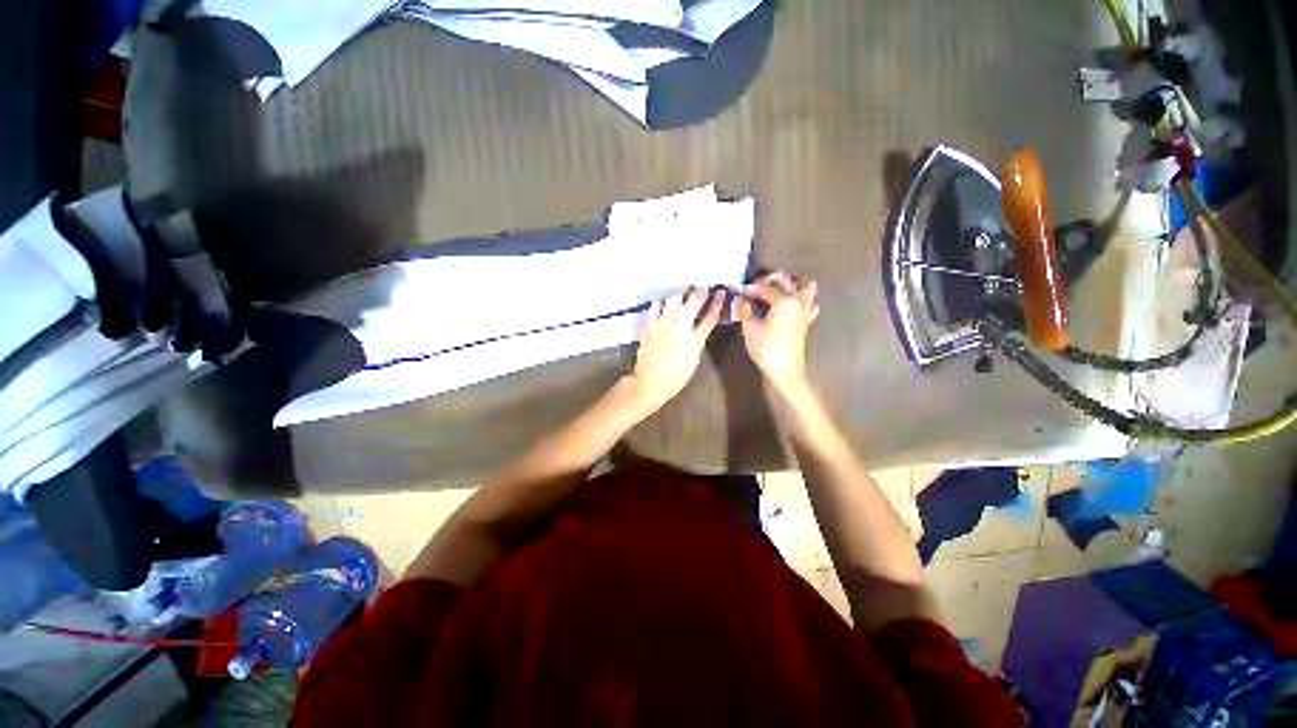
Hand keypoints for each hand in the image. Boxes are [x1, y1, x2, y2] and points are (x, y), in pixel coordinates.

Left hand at [628, 288, 723, 409]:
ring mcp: (662, 324)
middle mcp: (679, 327)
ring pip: (673, 299)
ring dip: (680, 293)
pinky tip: (664, 300)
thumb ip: (697, 340)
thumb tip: (699, 327)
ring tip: (683, 291)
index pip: (709, 317)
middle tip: (703, 287)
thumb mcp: (693, 360)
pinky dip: (662, 301)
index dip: (717, 303)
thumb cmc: (675, 377)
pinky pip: (655, 306)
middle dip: (700, 292)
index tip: (721, 293)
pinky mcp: (649, 325)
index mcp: (693, 340)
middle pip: (692, 302)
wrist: (649, 382)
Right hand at [738, 272, 819, 387]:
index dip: (750, 289)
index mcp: (784, 300)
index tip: (740, 292)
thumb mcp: (750, 328)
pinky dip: (800, 301)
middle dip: (769, 280)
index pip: (765, 288)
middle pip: (786, 280)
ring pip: (805, 287)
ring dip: (791, 286)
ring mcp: (804, 311)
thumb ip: (744, 310)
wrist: (785, 370)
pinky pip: (809, 304)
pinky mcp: (806, 322)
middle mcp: (798, 301)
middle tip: (755, 289)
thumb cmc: (766, 348)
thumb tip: (740, 299)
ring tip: (775, 294)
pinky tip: (788, 307)